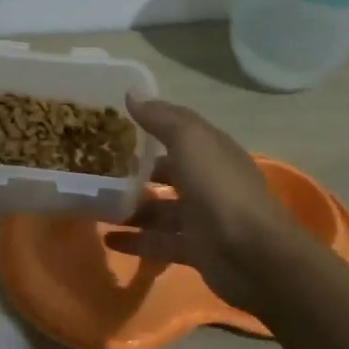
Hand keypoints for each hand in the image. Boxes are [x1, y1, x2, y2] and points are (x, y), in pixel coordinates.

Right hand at [105, 94, 290, 310]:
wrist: (252, 255)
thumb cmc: (219, 189)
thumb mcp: (190, 141)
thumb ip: (161, 118)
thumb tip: (132, 93)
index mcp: (211, 151)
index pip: (178, 133)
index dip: (148, 127)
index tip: (111, 127)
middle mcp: (208, 181)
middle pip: (167, 173)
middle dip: (136, 173)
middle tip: (97, 171)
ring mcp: (203, 218)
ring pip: (160, 210)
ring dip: (131, 209)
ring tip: (96, 206)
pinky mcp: (195, 250)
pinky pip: (159, 242)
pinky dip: (135, 241)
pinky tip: (108, 239)